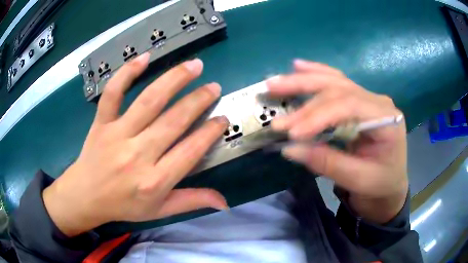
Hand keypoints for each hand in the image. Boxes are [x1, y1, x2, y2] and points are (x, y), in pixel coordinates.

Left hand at [43, 54, 228, 236]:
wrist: (86, 196)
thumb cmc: (124, 205)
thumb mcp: (160, 211)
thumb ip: (191, 202)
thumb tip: (225, 203)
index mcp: (154, 181)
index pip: (191, 150)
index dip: (210, 132)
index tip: (222, 119)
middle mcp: (138, 155)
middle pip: (174, 121)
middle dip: (199, 100)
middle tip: (214, 87)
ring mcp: (117, 135)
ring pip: (149, 101)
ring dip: (174, 80)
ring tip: (194, 65)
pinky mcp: (101, 122)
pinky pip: (113, 94)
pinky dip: (127, 73)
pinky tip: (145, 57)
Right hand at [267, 59, 407, 223]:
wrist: (390, 183)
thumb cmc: (380, 184)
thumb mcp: (358, 180)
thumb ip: (327, 163)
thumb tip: (289, 148)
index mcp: (387, 118)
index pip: (349, 105)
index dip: (318, 116)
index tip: (291, 133)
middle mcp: (377, 101)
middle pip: (338, 87)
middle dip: (304, 92)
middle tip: (272, 93)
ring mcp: (368, 98)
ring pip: (334, 81)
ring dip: (304, 80)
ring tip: (277, 81)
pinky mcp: (359, 101)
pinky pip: (337, 83)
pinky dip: (317, 74)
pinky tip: (299, 66)